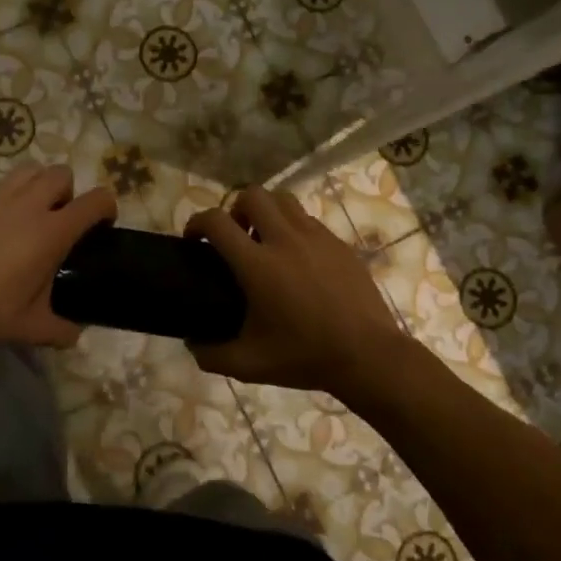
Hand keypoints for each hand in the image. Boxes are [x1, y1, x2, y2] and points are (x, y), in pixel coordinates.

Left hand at [0, 164, 117, 350]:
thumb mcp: (33, 327)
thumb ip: (62, 329)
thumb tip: (75, 334)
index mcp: (52, 232)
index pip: (96, 201)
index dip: (106, 207)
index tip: (101, 223)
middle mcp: (28, 205)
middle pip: (61, 173)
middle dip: (67, 191)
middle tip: (57, 218)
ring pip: (28, 170)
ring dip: (35, 185)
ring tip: (26, 210)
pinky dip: (0, 196)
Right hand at [185, 185, 403, 394]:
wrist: (368, 356)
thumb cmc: (305, 357)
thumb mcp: (249, 365)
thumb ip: (211, 354)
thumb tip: (192, 343)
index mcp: (257, 265)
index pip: (217, 221)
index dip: (197, 222)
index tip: (193, 239)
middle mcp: (285, 240)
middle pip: (252, 195)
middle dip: (235, 209)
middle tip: (236, 237)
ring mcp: (316, 237)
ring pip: (283, 199)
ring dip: (266, 211)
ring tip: (265, 240)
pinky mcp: (339, 243)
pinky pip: (308, 219)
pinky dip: (294, 228)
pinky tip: (298, 258)